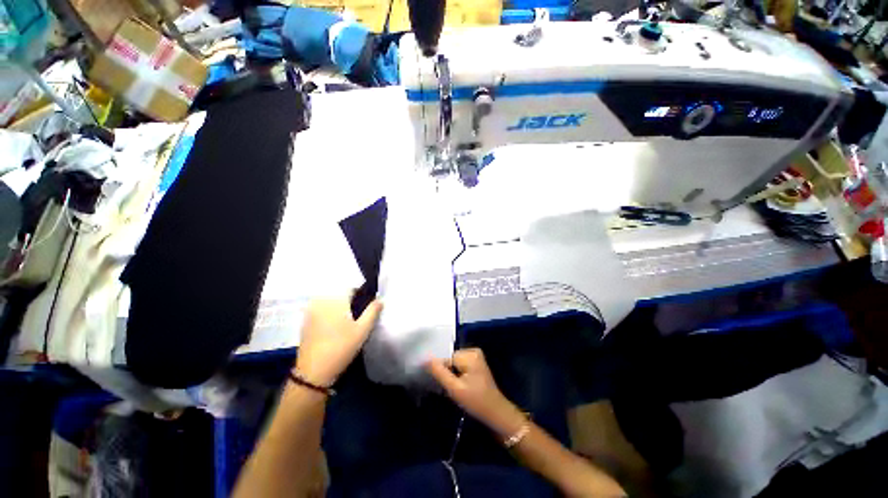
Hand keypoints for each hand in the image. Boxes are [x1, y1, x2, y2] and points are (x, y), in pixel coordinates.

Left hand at [296, 296, 381, 386]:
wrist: (314, 371)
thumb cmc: (342, 347)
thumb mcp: (363, 329)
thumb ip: (373, 311)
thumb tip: (379, 299)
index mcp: (336, 300)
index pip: (351, 288)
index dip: (361, 294)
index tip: (366, 306)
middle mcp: (322, 301)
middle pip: (339, 293)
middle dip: (349, 300)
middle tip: (357, 315)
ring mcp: (311, 311)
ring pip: (329, 301)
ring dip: (338, 306)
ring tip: (346, 321)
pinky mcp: (305, 321)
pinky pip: (320, 309)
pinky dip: (328, 313)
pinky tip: (334, 327)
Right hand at [425, 348, 525, 437]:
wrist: (496, 413)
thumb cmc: (476, 402)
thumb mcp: (454, 388)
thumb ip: (439, 372)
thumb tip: (424, 358)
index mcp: (469, 354)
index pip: (446, 358)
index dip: (442, 371)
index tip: (444, 384)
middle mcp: (473, 351)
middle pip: (451, 359)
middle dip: (448, 373)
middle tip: (453, 388)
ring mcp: (476, 356)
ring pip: (454, 363)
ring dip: (452, 374)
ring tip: (458, 388)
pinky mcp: (477, 363)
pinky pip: (460, 365)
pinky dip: (458, 374)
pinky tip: (462, 385)